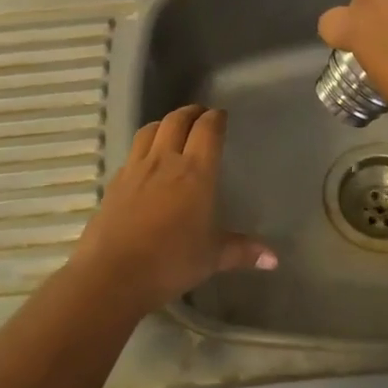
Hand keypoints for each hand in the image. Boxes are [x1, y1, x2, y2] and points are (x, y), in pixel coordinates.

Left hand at [70, 104, 274, 311]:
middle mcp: (165, 161)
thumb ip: (242, 251)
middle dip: (190, 113)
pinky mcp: (115, 182)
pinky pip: (132, 153)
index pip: (207, 130)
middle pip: (176, 120)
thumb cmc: (171, 262)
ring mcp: (136, 169)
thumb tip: (273, 259)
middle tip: (200, 114)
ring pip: (150, 130)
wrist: (114, 274)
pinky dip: (144, 147)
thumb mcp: (212, 258)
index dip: (215, 118)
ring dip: (164, 123)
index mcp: (195, 172)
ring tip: (171, 128)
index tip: (220, 115)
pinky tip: (146, 161)